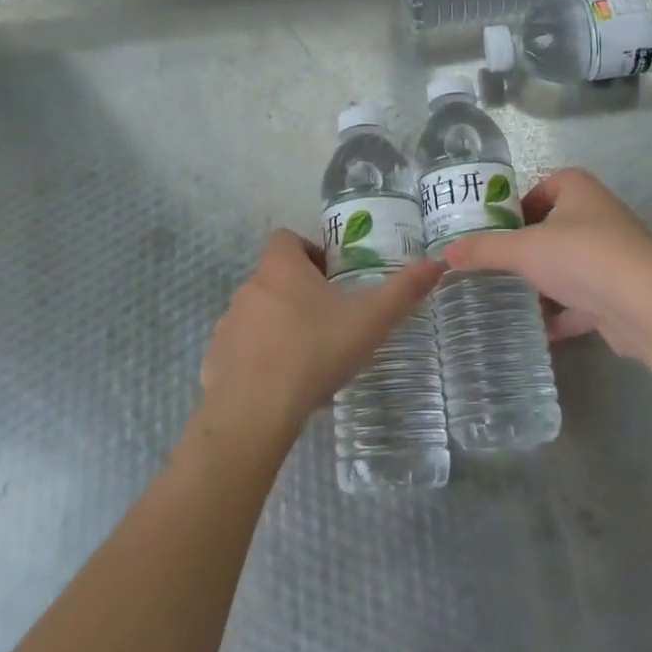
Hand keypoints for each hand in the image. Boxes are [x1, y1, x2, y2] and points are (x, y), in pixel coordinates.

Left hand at [201, 230, 441, 440]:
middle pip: (274, 277)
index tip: (332, 277)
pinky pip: (240, 349)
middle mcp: (249, 288)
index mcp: (281, 268)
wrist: (254, 413)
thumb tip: (437, 264)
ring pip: (257, 313)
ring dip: (278, 325)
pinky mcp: (215, 360)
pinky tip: (281, 386)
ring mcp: (228, 324)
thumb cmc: (314, 352)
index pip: (286, 239)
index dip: (309, 251)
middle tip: (330, 320)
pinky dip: (258, 359)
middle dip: (300, 292)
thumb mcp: (370, 321)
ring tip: (308, 357)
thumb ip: (403, 291)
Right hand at [442, 168, 651, 366]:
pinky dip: (563, 314)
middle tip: (496, 266)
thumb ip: (484, 250)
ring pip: (569, 266)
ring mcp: (613, 255)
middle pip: (555, 228)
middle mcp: (599, 216)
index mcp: (579, 190)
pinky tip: (539, 329)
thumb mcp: (523, 249)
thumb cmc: (581, 256)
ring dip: (545, 283)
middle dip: (528, 249)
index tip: (497, 229)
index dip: (519, 205)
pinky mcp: (620, 292)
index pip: (545, 185)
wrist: (645, 304)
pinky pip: (583, 299)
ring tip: (510, 298)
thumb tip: (445, 253)